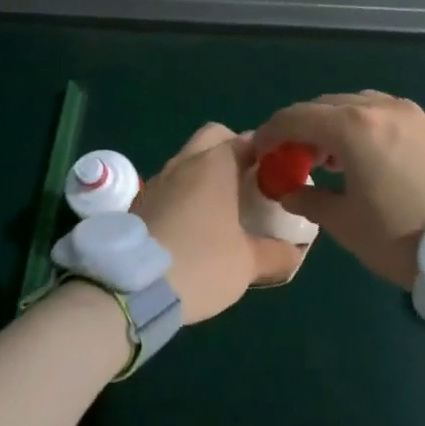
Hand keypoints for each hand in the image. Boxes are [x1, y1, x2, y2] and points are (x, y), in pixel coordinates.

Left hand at [131, 123, 302, 322]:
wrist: (130, 287)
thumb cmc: (200, 263)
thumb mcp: (248, 264)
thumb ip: (277, 254)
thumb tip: (294, 252)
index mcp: (215, 164)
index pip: (248, 140)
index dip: (267, 153)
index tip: (280, 175)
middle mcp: (184, 162)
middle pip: (213, 138)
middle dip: (233, 151)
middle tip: (250, 183)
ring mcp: (156, 181)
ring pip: (188, 162)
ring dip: (206, 175)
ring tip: (223, 209)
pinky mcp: (139, 203)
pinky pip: (170, 187)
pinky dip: (185, 196)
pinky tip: (194, 227)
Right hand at [253, 92, 424, 287]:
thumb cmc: (402, 237)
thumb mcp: (346, 224)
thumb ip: (310, 202)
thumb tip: (289, 193)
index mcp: (353, 127)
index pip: (297, 117)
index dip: (272, 132)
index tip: (260, 151)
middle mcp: (381, 108)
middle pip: (327, 105)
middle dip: (303, 127)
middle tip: (292, 157)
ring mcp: (411, 114)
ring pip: (358, 105)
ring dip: (335, 124)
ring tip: (327, 158)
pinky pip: (385, 114)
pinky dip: (364, 126)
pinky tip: (364, 156)